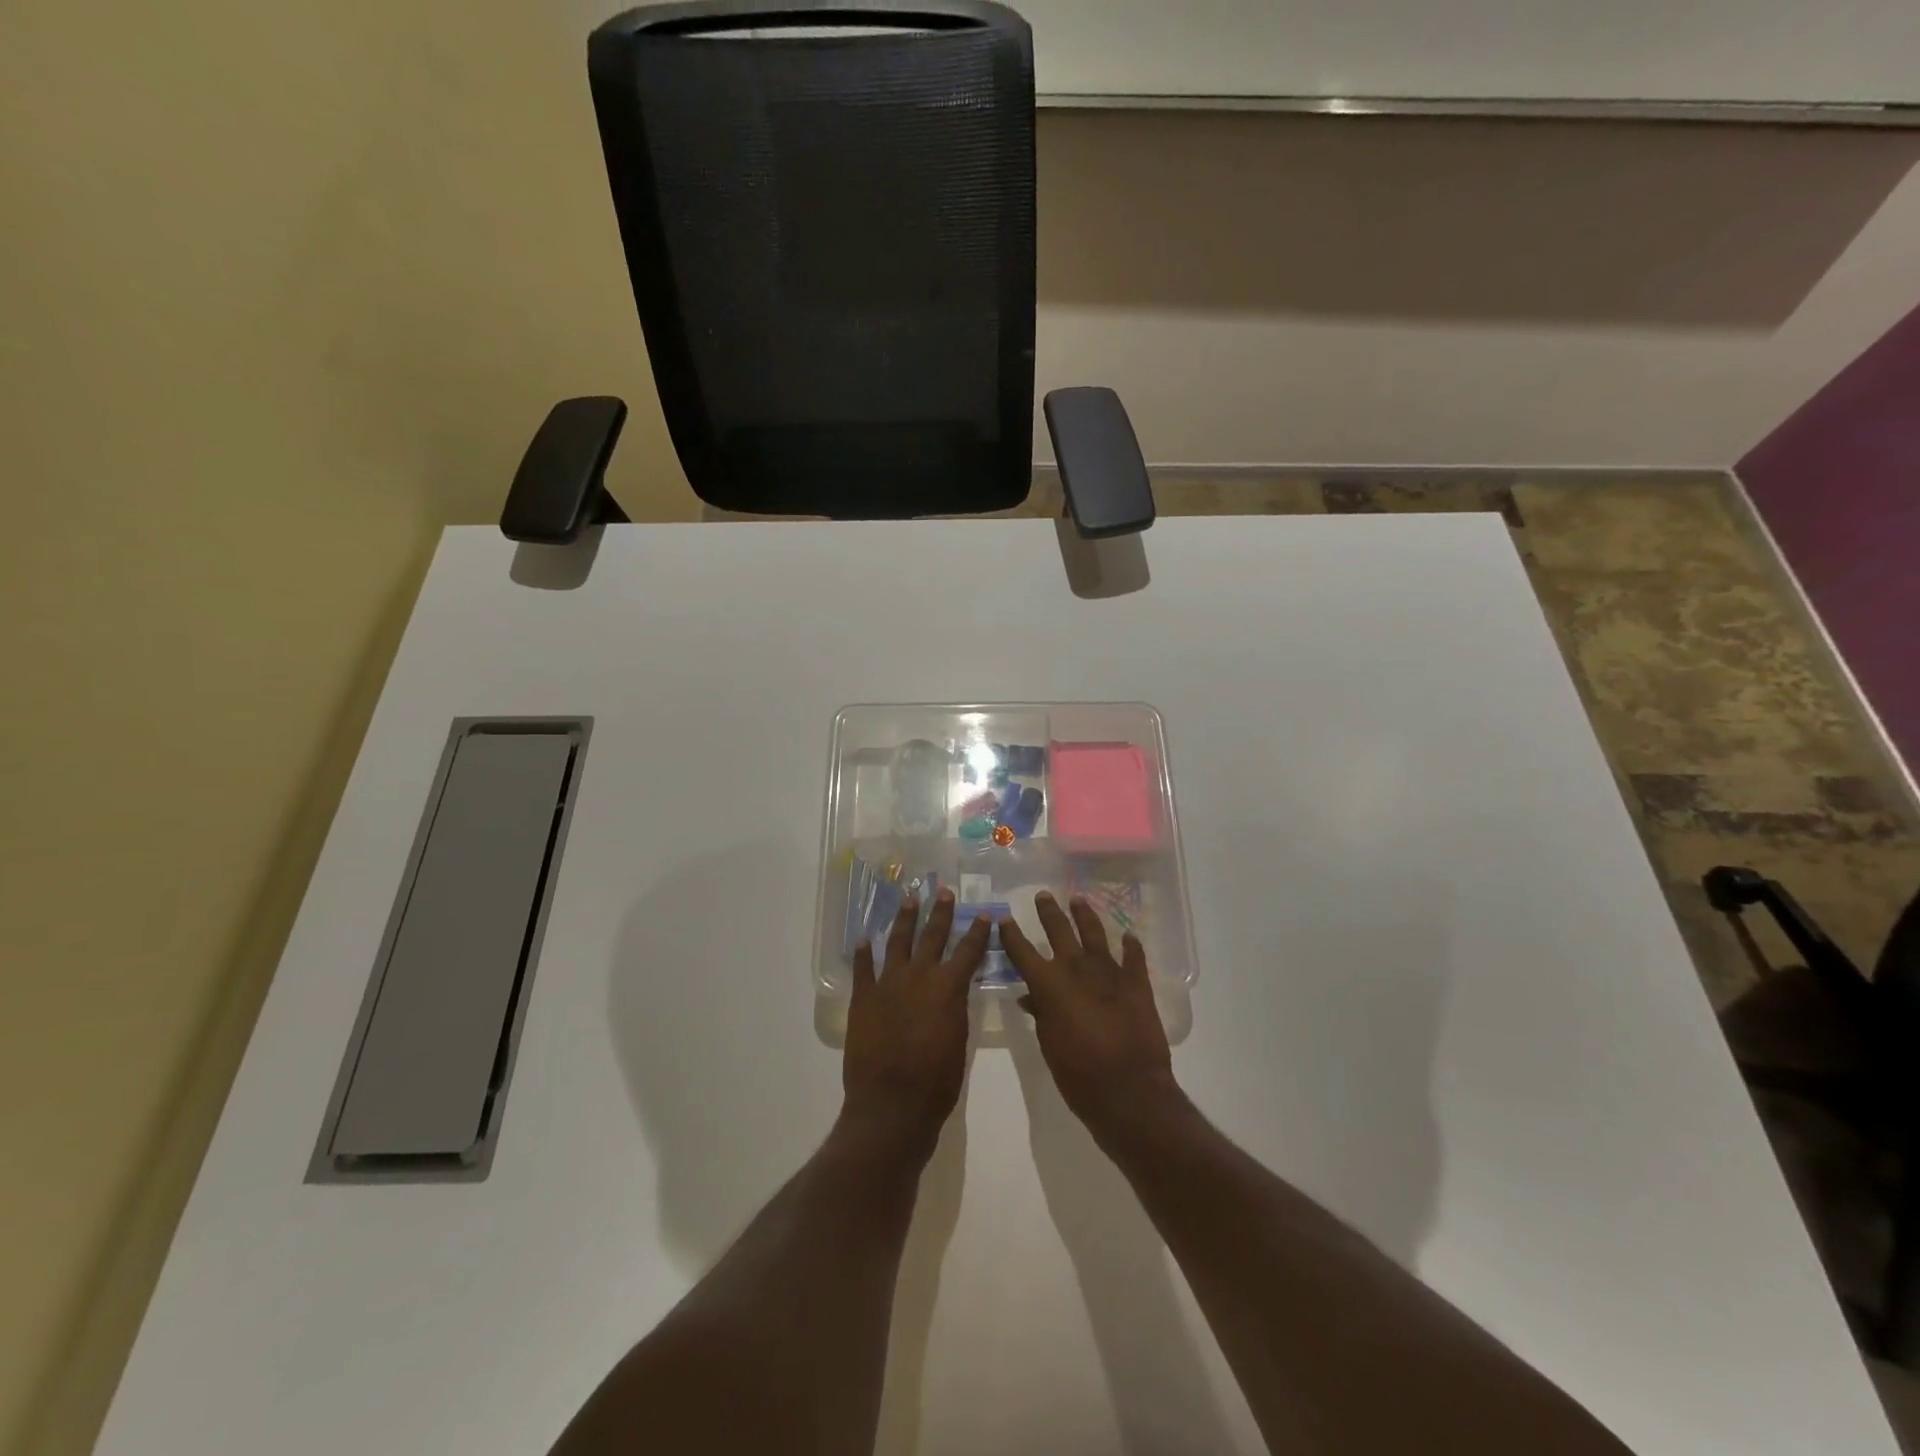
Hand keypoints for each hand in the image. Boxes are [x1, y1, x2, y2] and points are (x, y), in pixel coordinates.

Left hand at [842, 888, 990, 1159]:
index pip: (968, 951)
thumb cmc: (936, 1082)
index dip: (978, 932)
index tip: (984, 913)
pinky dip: (864, 953)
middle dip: (941, 912)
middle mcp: (919, 976)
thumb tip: (954, 991)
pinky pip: (863, 968)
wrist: (891, 1104)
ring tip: (909, 900)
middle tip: (944, 891)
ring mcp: (888, 984)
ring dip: (904, 920)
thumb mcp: (959, 1042)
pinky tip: (865, 939)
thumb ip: (956, 1009)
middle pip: (932, 936)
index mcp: (948, 988)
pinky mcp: (863, 998)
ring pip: (897, 942)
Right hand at [1001, 892, 1180, 1150]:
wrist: (1129, 1090)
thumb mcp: (1049, 1046)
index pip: (1023, 951)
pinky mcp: (1137, 983)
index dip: (1011, 934)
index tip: (1004, 918)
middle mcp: (1077, 968)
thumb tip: (1031, 997)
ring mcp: (1109, 972)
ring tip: (1078, 899)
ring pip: (1095, 933)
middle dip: (1048, 912)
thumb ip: (1040, 1015)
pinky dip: (1131, 946)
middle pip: (1059, 931)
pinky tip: (1128, 936)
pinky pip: (1133, 957)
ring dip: (1085, 915)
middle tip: (1042, 895)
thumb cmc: (1079, 1075)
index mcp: (1049, 984)